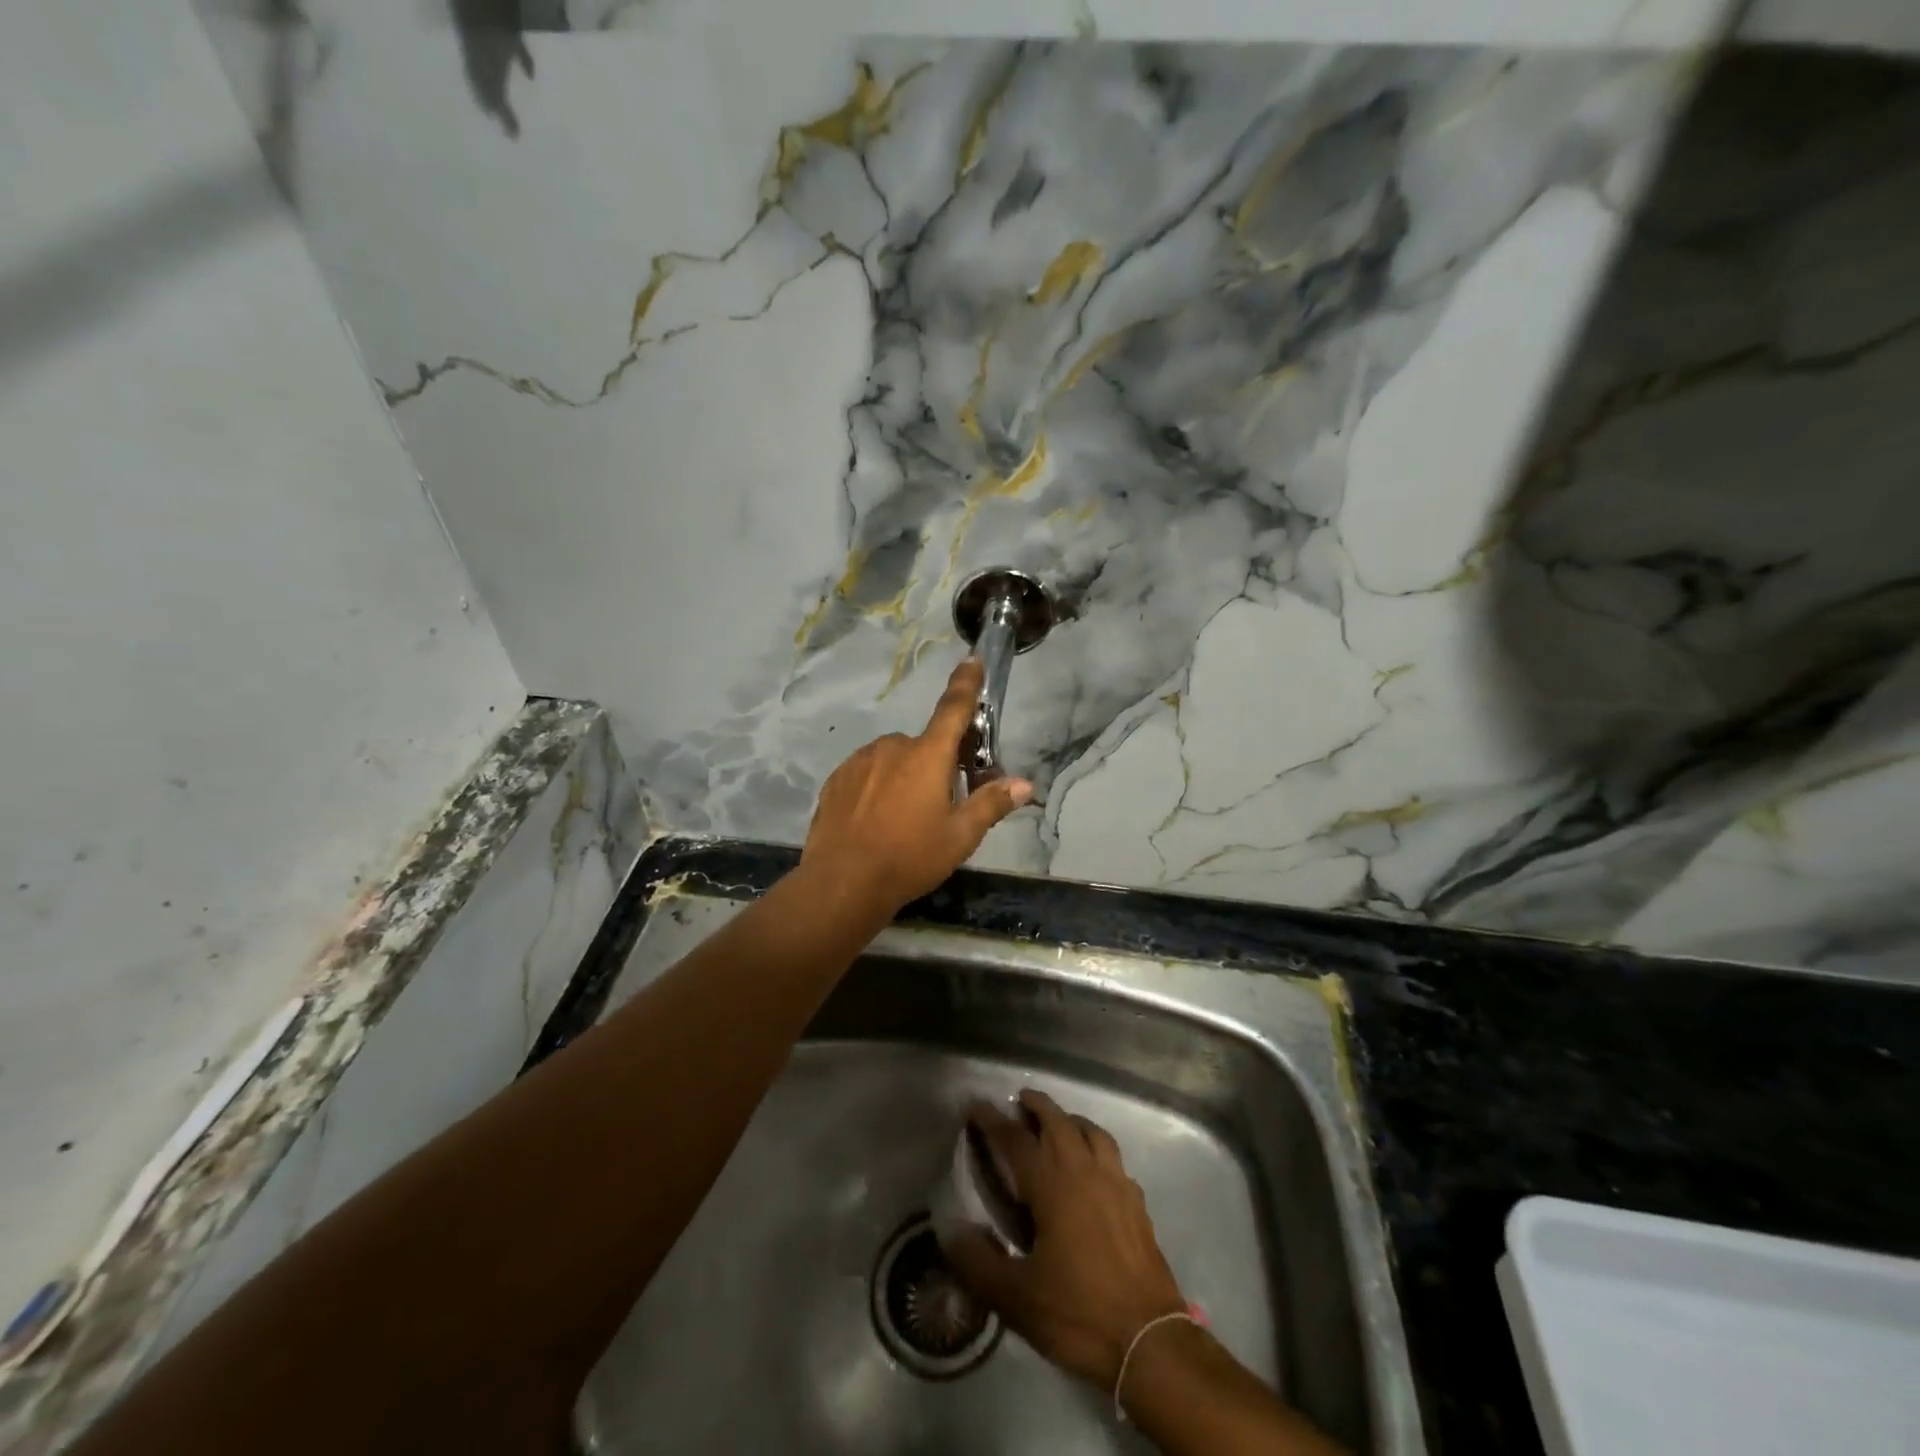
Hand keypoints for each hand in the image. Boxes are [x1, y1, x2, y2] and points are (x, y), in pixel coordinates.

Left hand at [800, 658, 1031, 912]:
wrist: (842, 882)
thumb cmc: (909, 857)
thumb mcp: (959, 836)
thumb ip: (991, 804)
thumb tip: (1025, 785)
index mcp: (927, 755)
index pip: (953, 709)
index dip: (966, 684)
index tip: (971, 660)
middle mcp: (892, 747)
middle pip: (924, 746)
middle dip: (937, 765)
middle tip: (942, 804)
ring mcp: (860, 761)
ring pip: (894, 760)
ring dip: (904, 776)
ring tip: (903, 820)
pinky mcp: (836, 779)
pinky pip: (867, 773)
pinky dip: (877, 787)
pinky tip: (876, 821)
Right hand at [939, 1089, 1186, 1389]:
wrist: (1150, 1341)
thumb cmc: (1079, 1314)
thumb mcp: (1017, 1299)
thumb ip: (978, 1262)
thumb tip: (950, 1230)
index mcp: (1053, 1186)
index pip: (1016, 1140)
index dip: (994, 1121)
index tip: (977, 1106)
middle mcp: (1085, 1172)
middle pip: (1059, 1122)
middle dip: (1038, 1106)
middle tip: (1021, 1100)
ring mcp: (1116, 1184)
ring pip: (1092, 1132)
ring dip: (1071, 1120)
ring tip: (1058, 1123)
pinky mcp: (1136, 1203)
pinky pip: (1114, 1157)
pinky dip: (1097, 1147)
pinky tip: (1094, 1166)